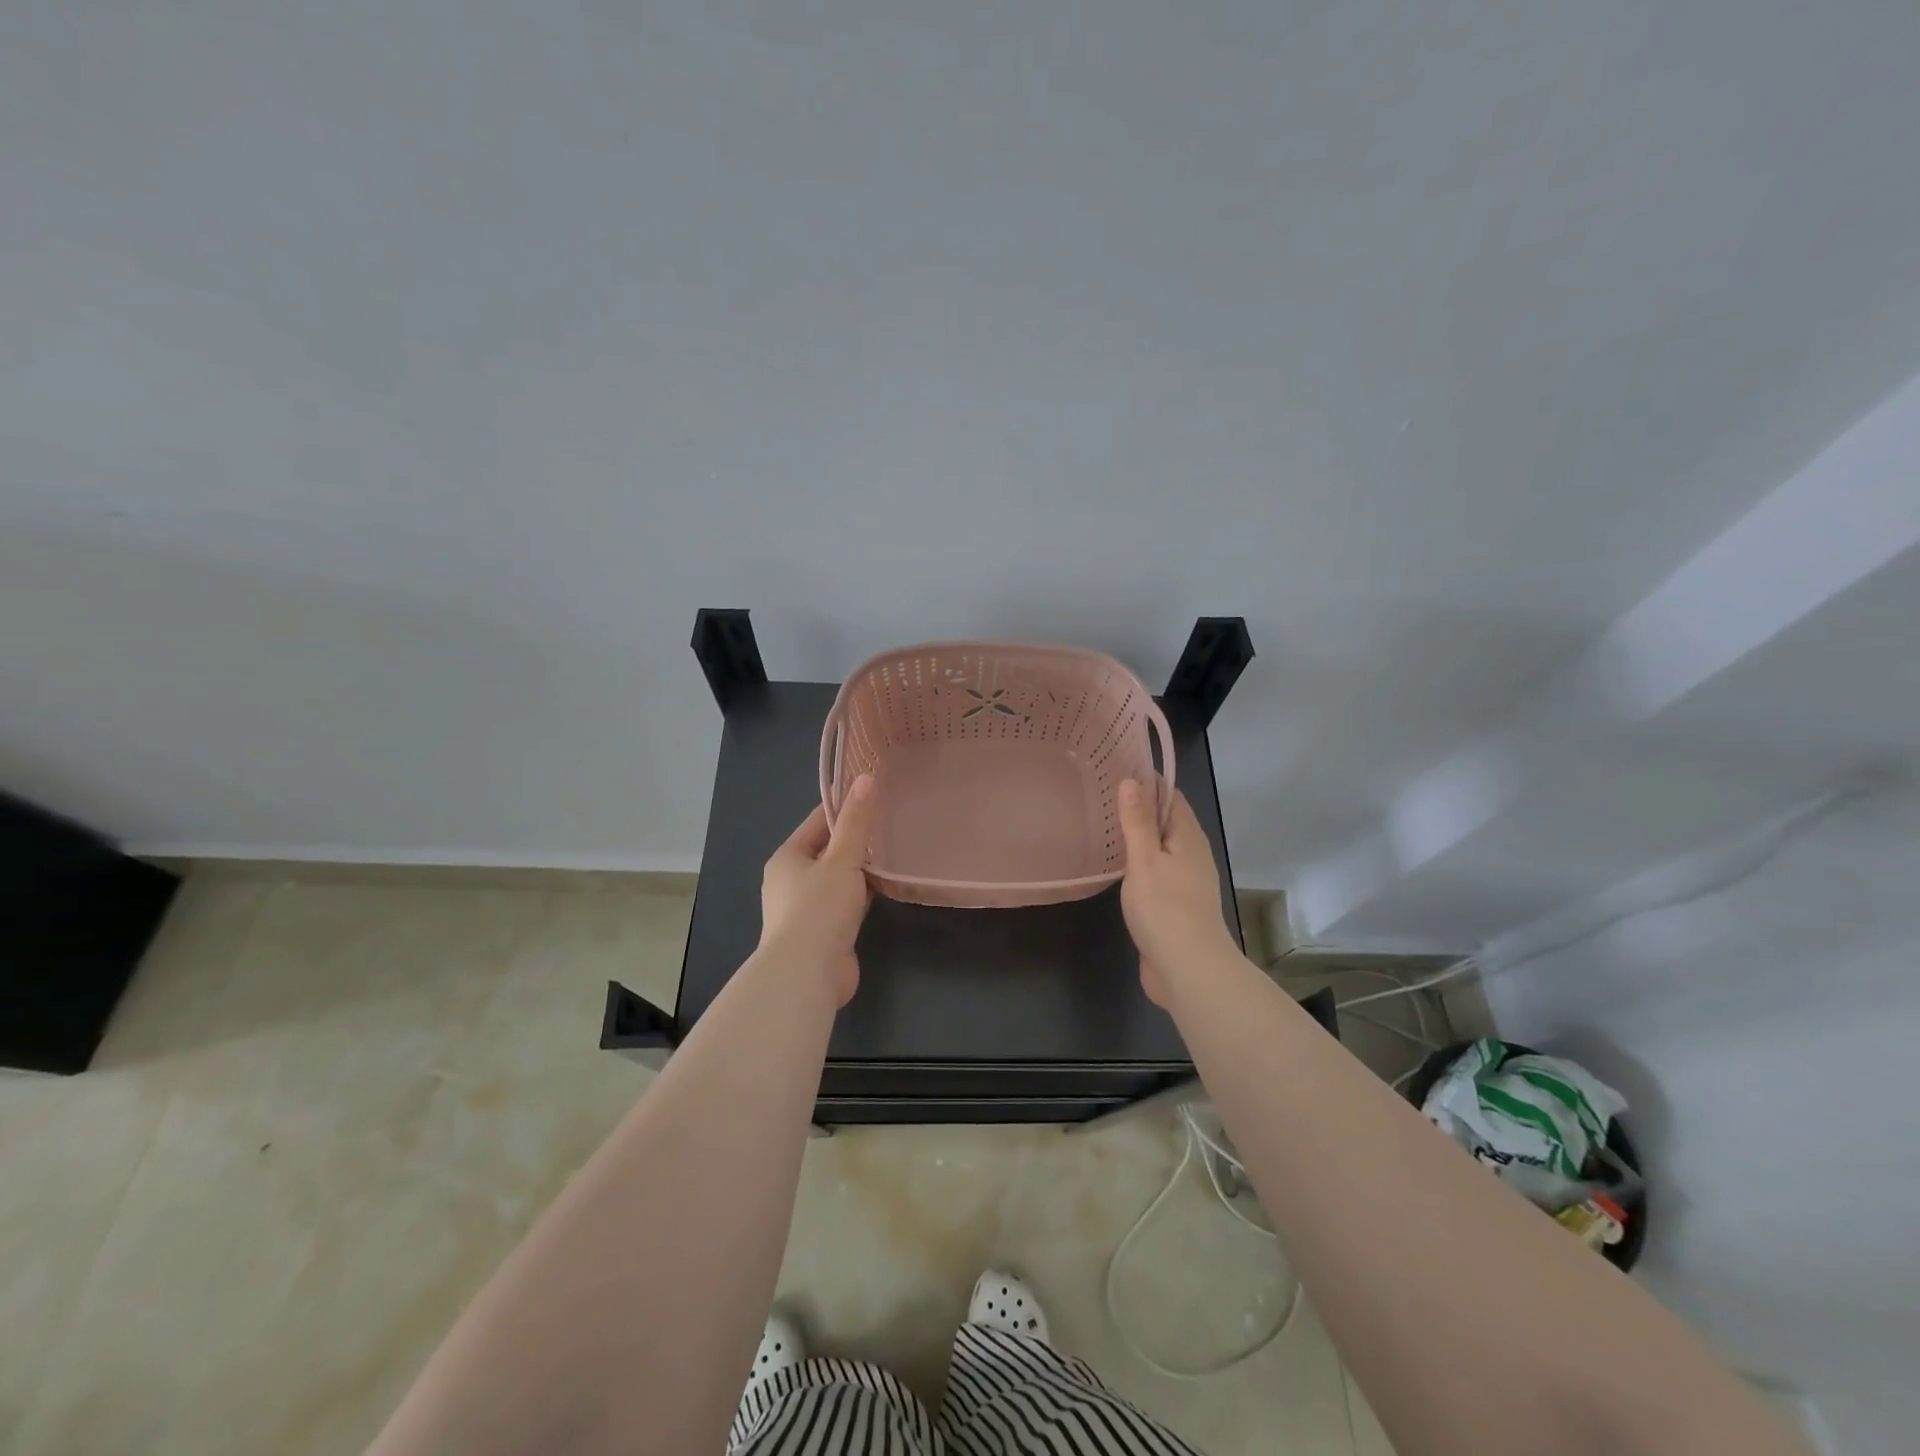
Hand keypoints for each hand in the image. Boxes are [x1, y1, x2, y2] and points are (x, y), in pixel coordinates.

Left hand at [758, 774, 877, 1005]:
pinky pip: (846, 903)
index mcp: (787, 858)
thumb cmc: (818, 909)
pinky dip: (863, 894)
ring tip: (894, 850)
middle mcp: (791, 881)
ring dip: (861, 869)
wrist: (807, 974)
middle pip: (828, 851)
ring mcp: (807, 910)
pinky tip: (886, 887)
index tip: (873, 793)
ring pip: (838, 879)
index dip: (844, 807)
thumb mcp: (841, 859)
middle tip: (891, 820)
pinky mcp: (824, 933)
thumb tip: (866, 777)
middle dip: (855, 839)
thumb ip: (856, 821)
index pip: (817, 822)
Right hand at [1116, 778, 1237, 1006]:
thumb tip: (1132, 781)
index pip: (1171, 795)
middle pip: (1167, 820)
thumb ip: (1137, 822)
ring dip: (1138, 836)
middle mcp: (1191, 854)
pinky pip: (1156, 871)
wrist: (1189, 970)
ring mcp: (1186, 881)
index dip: (1148, 780)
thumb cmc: (1165, 909)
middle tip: (1101, 793)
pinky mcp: (1175, 905)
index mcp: (1188, 837)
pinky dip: (1138, 862)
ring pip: (1161, 847)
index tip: (1118, 767)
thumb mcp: (1145, 860)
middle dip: (1140, 806)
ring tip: (1103, 824)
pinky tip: (1116, 866)